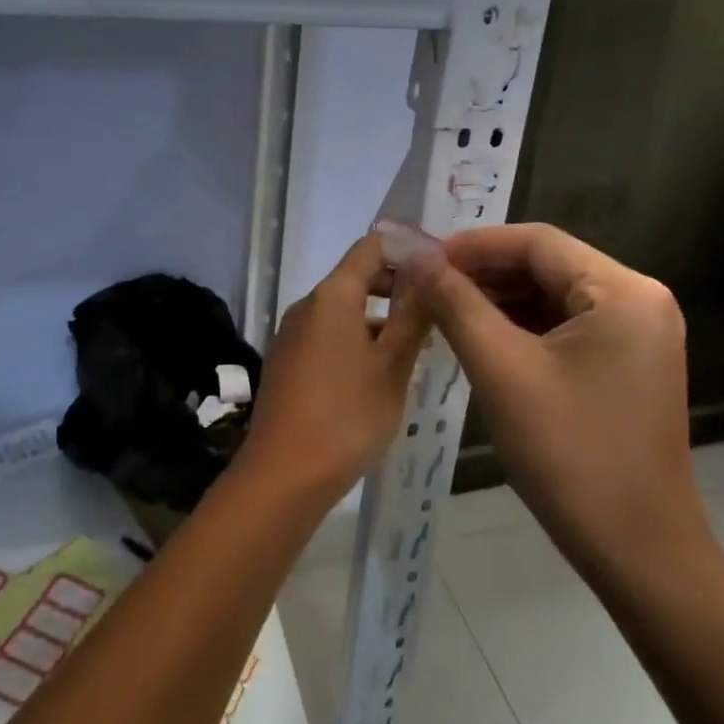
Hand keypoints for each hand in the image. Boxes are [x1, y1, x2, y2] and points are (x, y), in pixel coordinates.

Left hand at [239, 235, 431, 501]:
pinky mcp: (286, 362)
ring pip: (342, 310)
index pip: (371, 248)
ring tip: (416, 344)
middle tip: (436, 308)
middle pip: (355, 277)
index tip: (439, 269)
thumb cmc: (347, 416)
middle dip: (396, 287)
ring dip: (378, 318)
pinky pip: (327, 335)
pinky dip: (355, 339)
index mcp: (332, 297)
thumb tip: (430, 273)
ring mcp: (291, 335)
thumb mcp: (392, 367)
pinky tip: (379, 371)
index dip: (406, 250)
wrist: (283, 475)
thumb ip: (413, 316)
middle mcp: (306, 306)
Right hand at [406, 223, 704, 574]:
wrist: (638, 553)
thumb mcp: (502, 370)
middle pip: (546, 266)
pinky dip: (520, 328)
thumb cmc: (570, 455)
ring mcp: (637, 335)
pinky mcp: (626, 364)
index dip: (473, 245)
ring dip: (498, 300)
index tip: (421, 259)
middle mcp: (639, 301)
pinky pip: (565, 327)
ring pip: (552, 297)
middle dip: (483, 273)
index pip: (537, 242)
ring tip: (442, 311)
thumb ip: (456, 304)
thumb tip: (416, 257)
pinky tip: (479, 338)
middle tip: (425, 287)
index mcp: (623, 291)